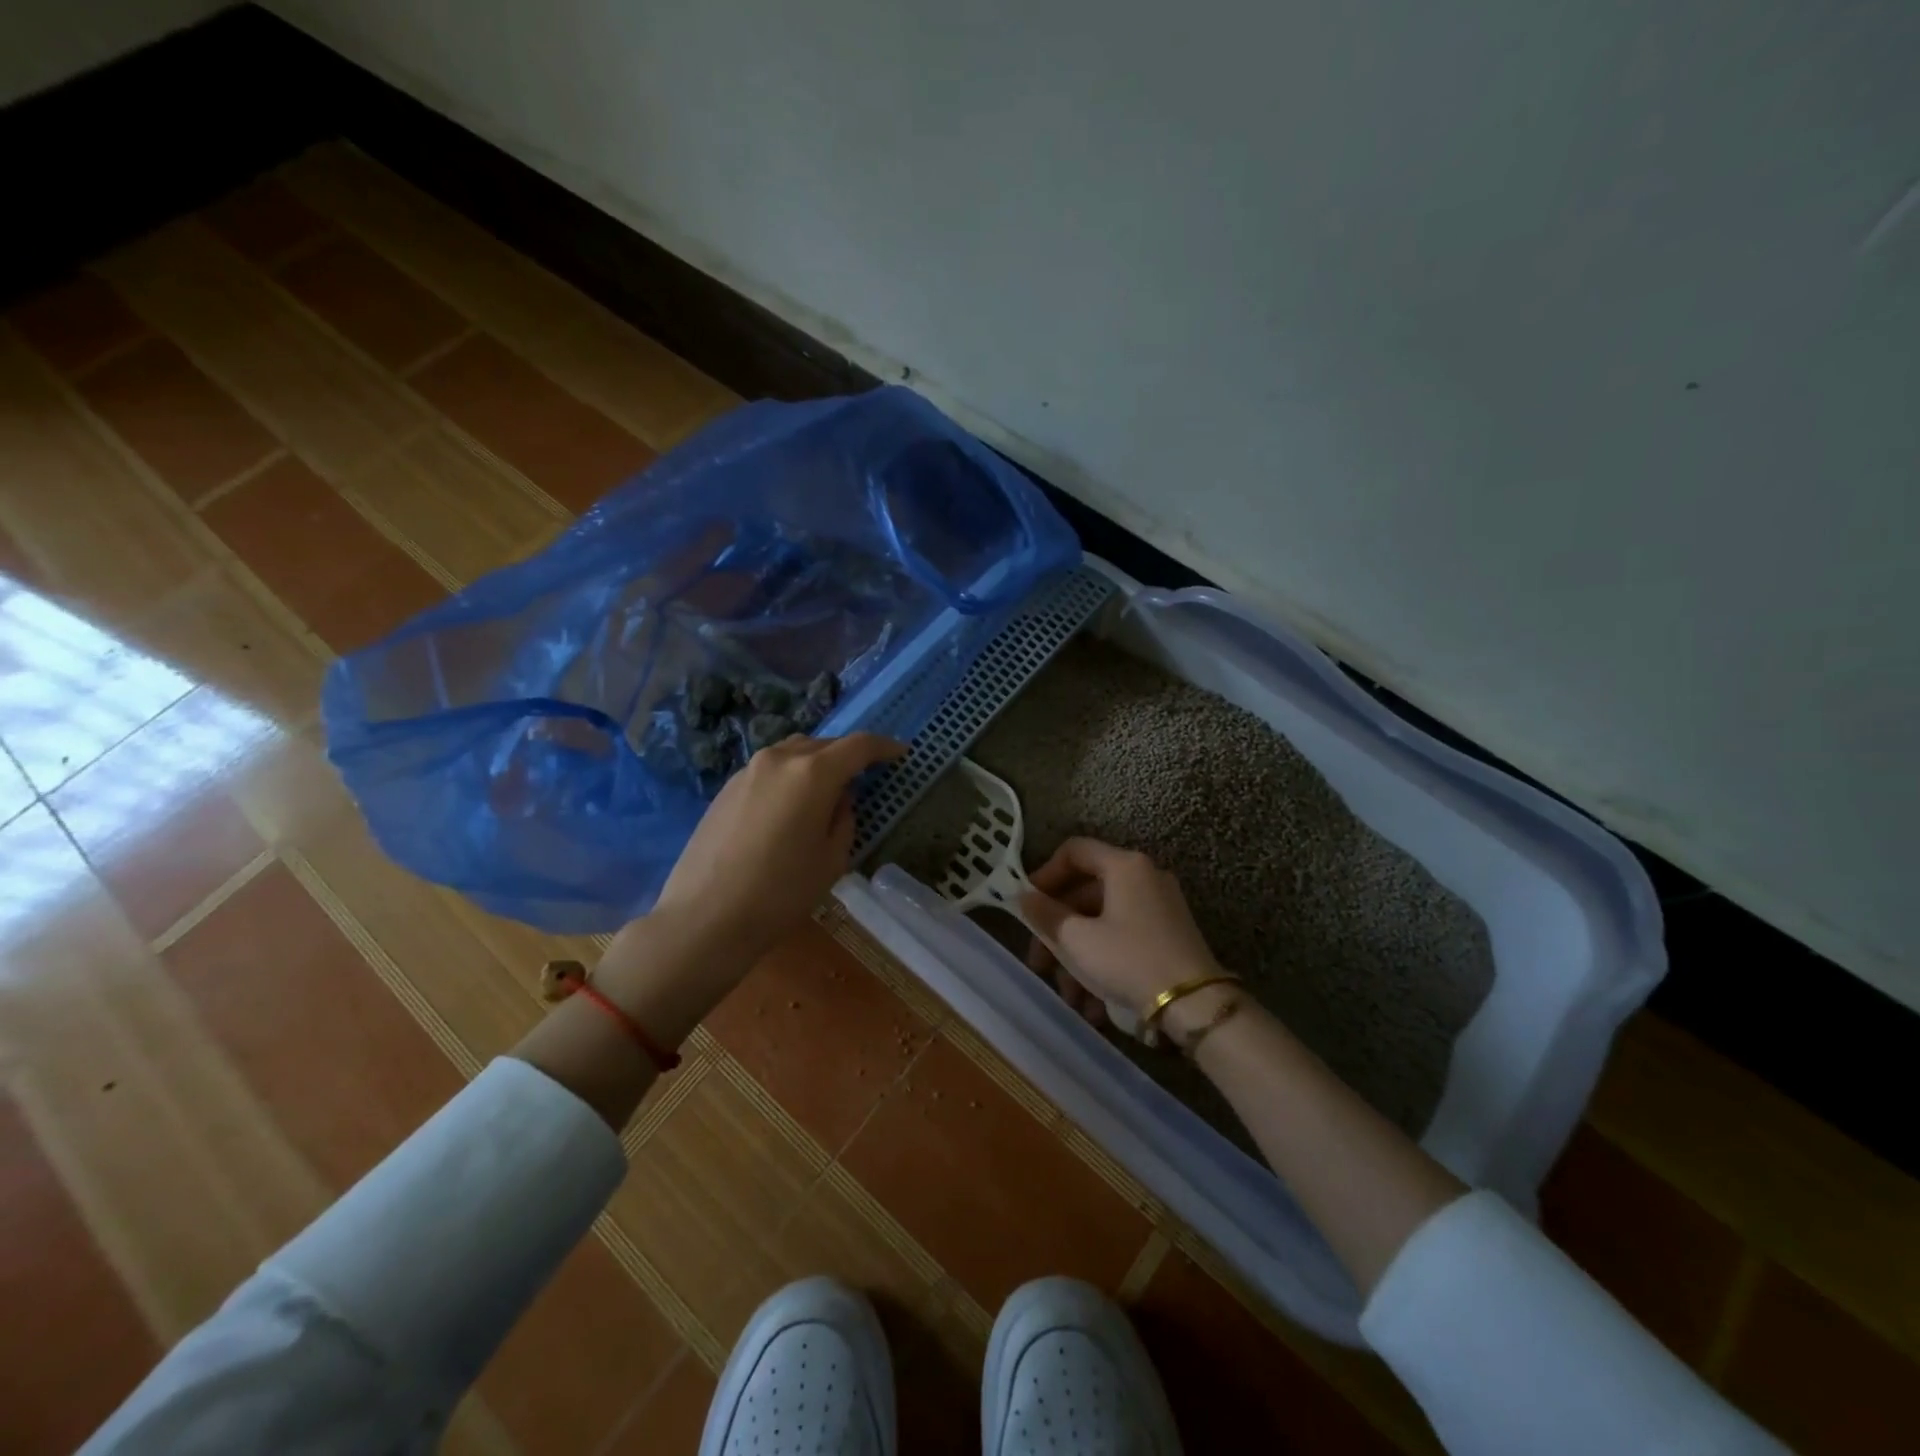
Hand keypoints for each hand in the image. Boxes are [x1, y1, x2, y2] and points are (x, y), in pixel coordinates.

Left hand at [652, 731, 905, 962]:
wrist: (705, 918)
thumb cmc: (780, 893)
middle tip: (865, 776)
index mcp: (813, 773)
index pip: (858, 745)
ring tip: (827, 789)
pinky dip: (790, 776)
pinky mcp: (726, 788)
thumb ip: (843, 819)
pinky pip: (770, 769)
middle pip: (824, 744)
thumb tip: (838, 799)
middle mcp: (780, 759)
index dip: (884, 747)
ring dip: (816, 762)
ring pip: (793, 752)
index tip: (901, 754)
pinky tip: (791, 806)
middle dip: (848, 755)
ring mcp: (748, 770)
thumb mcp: (831, 860)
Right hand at [1020, 838, 1224, 1029]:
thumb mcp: (1077, 940)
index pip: (1074, 851)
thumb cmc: (1128, 960)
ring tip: (1069, 998)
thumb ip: (1045, 914)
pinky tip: (1093, 1006)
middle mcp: (1144, 877)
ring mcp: (1160, 907)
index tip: (1027, 905)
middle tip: (1039, 963)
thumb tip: (1023, 897)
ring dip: (1078, 957)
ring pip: (1102, 923)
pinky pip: (1123, 939)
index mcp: (1124, 866)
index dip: (1044, 874)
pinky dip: (1103, 963)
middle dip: (1058, 931)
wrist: (1195, 1005)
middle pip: (1086, 893)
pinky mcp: (1168, 935)